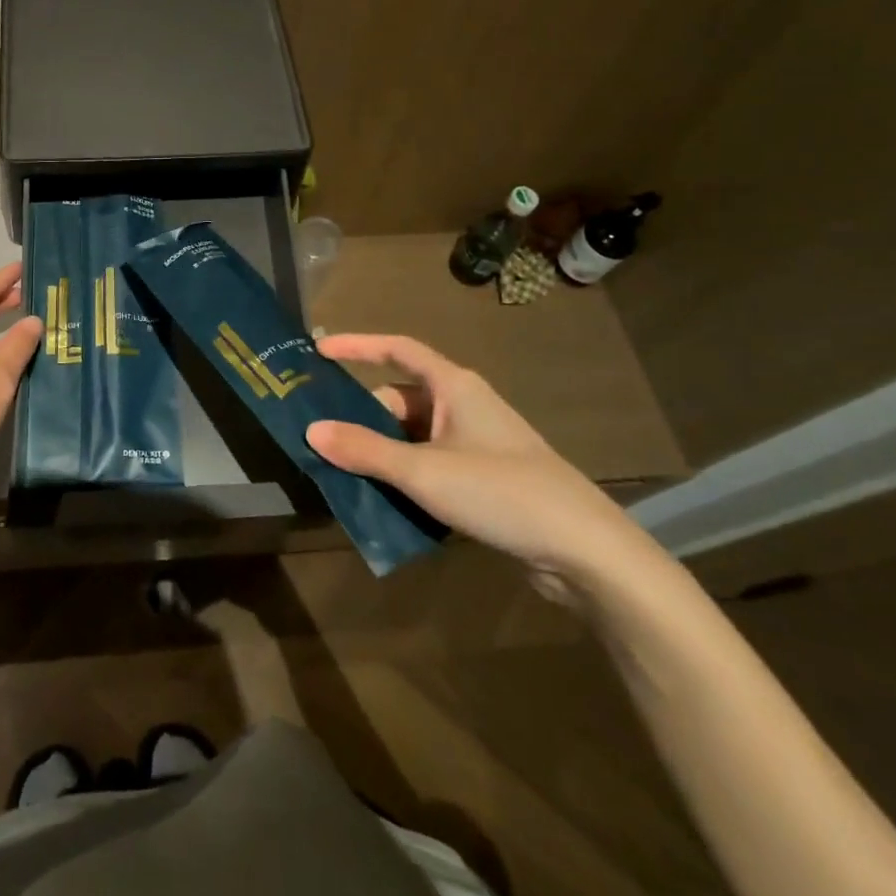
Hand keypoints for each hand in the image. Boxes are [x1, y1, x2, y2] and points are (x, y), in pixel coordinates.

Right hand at [307, 334, 666, 600]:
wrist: (584, 550)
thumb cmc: (501, 491)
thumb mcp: (424, 470)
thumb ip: (365, 450)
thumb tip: (312, 430)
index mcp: (453, 387)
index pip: (398, 349)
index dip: (358, 346)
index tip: (319, 350)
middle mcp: (463, 406)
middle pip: (399, 399)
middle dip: (363, 420)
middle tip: (326, 443)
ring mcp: (475, 443)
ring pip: (412, 437)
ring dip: (382, 454)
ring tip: (344, 476)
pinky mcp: (484, 478)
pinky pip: (430, 464)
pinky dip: (405, 476)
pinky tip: (384, 502)